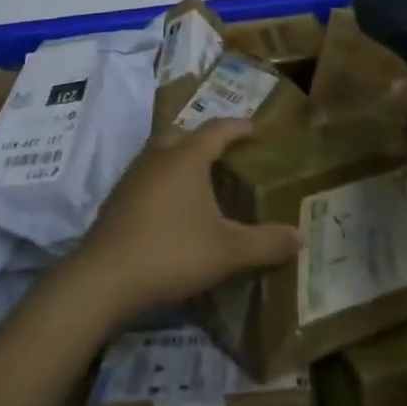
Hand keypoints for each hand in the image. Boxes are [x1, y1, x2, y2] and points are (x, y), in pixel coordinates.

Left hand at [70, 119, 301, 325]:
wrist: (104, 277)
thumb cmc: (171, 252)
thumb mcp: (227, 251)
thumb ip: (266, 243)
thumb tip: (302, 237)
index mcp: (187, 156)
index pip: (218, 129)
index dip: (239, 127)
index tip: (257, 129)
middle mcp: (159, 155)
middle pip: (185, 133)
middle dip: (206, 139)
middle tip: (227, 154)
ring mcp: (133, 174)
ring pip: (162, 152)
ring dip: (182, 158)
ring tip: (202, 179)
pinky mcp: (118, 197)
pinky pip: (148, 174)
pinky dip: (165, 178)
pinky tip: (172, 207)